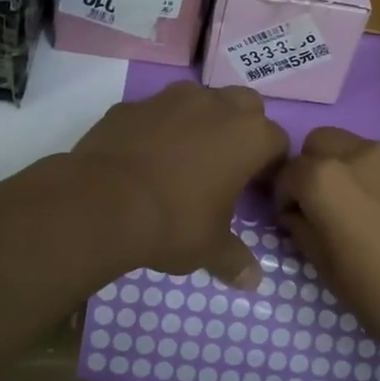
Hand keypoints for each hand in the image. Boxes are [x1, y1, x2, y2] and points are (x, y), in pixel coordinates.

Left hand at [72, 83, 287, 288]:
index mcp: (249, 136)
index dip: (270, 166)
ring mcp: (171, 99)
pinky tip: (145, 158)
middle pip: (246, 105)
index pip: (278, 141)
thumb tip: (253, 281)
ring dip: (201, 120)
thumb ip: (235, 259)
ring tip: (185, 157)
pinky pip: (156, 112)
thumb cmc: (173, 223)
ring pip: (200, 99)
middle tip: (227, 164)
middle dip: (243, 128)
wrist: (101, 203)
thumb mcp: (210, 248)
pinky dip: (158, 128)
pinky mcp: (132, 104)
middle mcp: (216, 106)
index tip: (256, 189)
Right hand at [274, 128, 379, 366]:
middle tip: (326, 207)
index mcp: (328, 179)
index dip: (285, 197)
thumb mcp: (330, 274)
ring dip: (355, 173)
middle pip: (323, 142)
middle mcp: (365, 155)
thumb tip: (298, 216)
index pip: (288, 172)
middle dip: (315, 167)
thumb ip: (304, 233)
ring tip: (372, 215)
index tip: (294, 222)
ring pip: (365, 151)